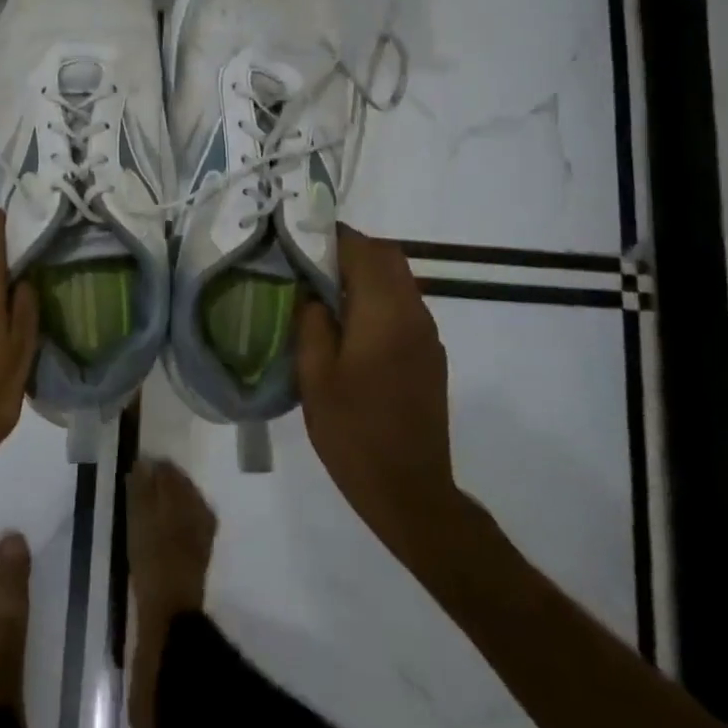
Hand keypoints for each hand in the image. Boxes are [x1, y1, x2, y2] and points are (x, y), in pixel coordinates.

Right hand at [296, 225, 459, 559]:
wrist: (410, 492)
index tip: (297, 237)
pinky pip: (403, 304)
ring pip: (398, 278)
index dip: (330, 236)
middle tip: (308, 261)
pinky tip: (348, 322)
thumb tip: (310, 290)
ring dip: (364, 272)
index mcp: (385, 313)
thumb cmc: (353, 432)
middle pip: (387, 256)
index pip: (362, 249)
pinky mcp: (430, 354)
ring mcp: (427, 334)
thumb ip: (311, 322)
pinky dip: (376, 296)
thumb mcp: (315, 376)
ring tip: (322, 289)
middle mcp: (414, 313)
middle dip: (349, 249)